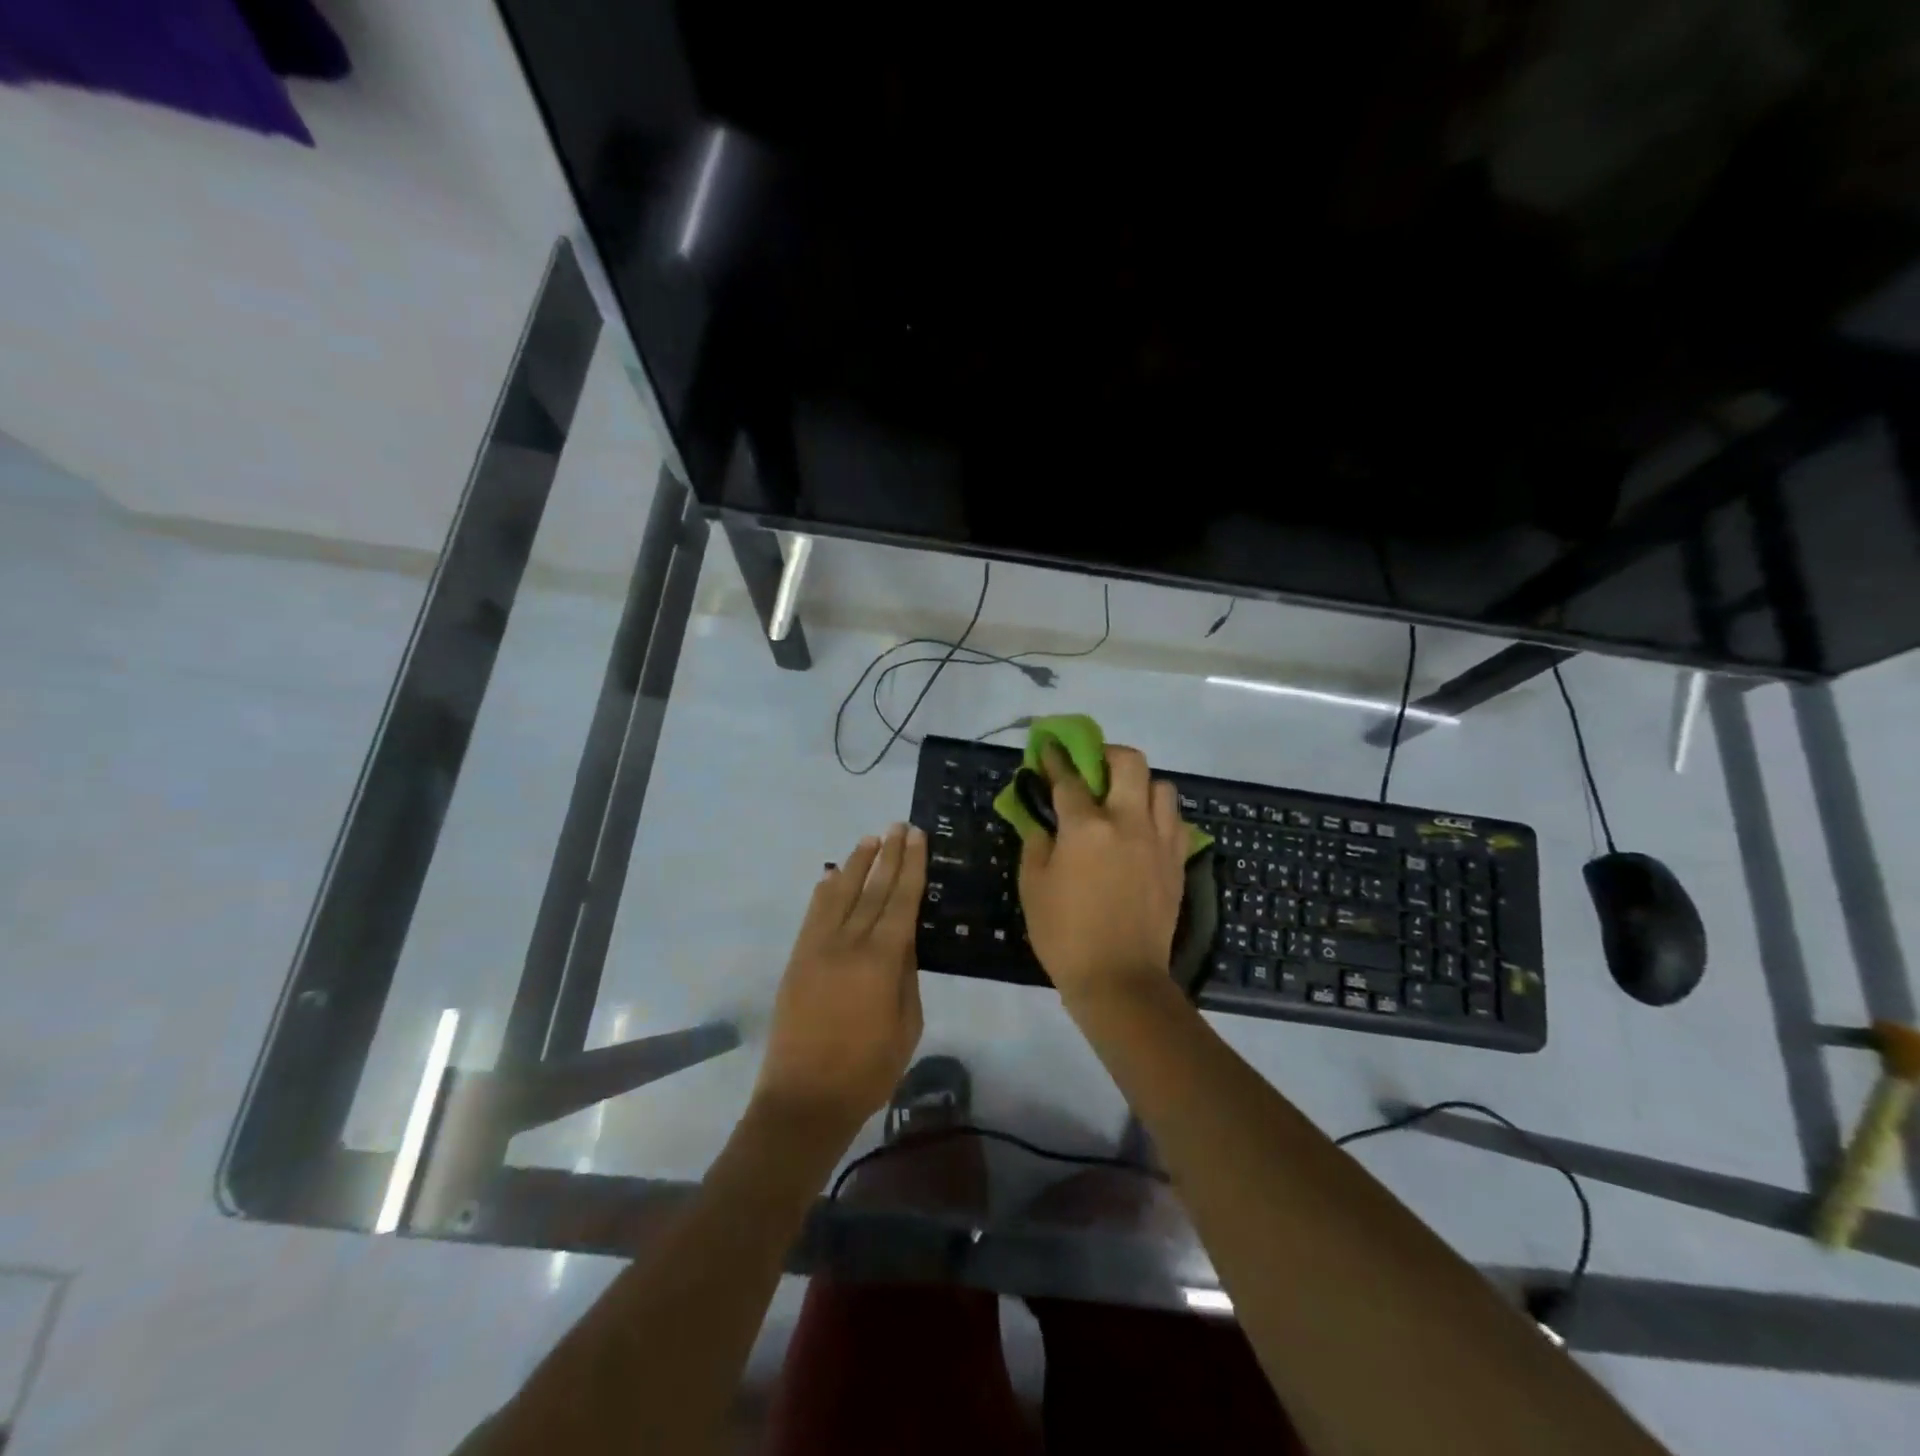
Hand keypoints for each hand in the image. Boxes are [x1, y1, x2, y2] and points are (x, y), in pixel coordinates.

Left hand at [754, 823, 926, 1136]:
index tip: (917, 838)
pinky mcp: (797, 959)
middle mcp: (847, 944)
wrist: (804, 1099)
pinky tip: (833, 875)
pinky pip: (813, 914)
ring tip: (870, 840)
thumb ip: (906, 975)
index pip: (900, 901)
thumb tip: (904, 938)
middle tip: (898, 826)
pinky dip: (825, 890)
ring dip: (856, 864)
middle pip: (871, 889)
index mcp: (880, 961)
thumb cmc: (868, 1070)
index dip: (910, 867)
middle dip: (887, 855)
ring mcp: (817, 948)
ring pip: (839, 894)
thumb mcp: (906, 1025)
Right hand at [1019, 743, 1189, 1010]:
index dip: (1056, 760)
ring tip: (1122, 802)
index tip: (1049, 750)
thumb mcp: (1033, 886)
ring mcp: (1159, 841)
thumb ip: (1036, 842)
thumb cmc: (1065, 935)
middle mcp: (1128, 822)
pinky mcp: (1177, 862)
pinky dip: (1159, 816)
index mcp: (1087, 827)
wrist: (1120, 980)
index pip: (1069, 778)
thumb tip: (1042, 820)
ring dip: (1140, 785)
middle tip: (1093, 768)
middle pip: (1129, 762)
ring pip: (1162, 787)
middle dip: (1108, 754)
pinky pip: (1175, 821)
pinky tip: (1142, 832)